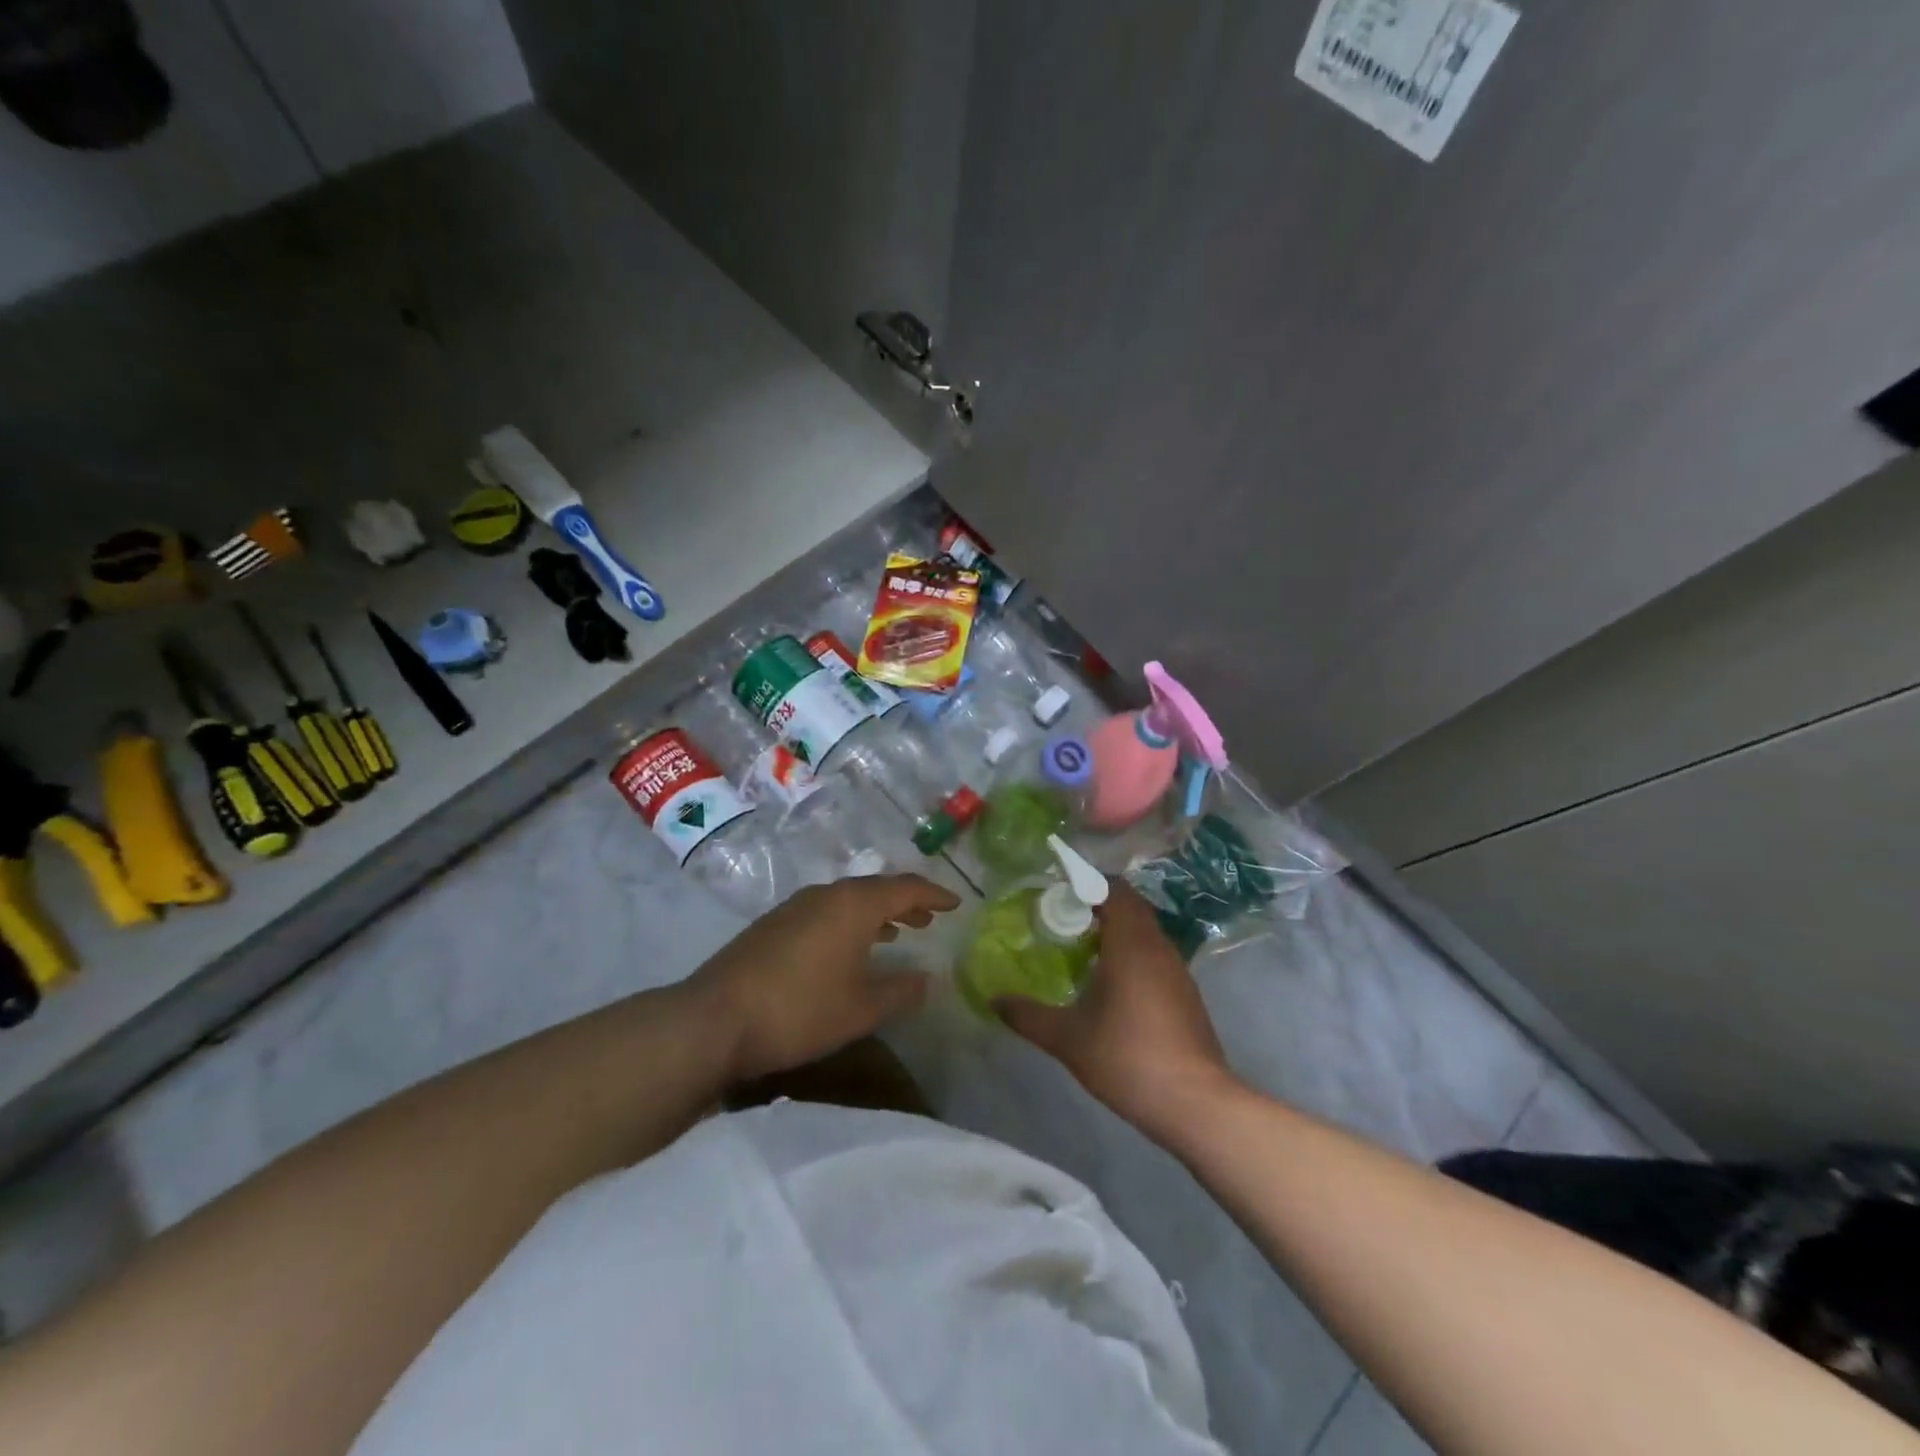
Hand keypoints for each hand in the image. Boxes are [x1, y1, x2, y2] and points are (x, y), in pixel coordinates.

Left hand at [693, 874, 960, 1082]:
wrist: (714, 1019)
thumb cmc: (799, 1010)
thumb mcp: (861, 1008)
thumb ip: (900, 991)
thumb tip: (927, 978)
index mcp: (853, 905)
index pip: (905, 888)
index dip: (933, 894)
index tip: (956, 903)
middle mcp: (825, 895)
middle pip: (875, 889)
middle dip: (905, 901)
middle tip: (928, 917)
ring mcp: (794, 907)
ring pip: (847, 900)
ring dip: (876, 912)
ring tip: (896, 931)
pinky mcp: (773, 925)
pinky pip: (825, 912)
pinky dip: (848, 922)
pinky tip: (847, 948)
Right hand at [995, 880, 1236, 1140]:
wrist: (1194, 1103)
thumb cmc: (1128, 1058)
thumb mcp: (1068, 1038)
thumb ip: (1028, 1016)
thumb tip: (994, 999)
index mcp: (1131, 943)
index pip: (1113, 890)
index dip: (1085, 883)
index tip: (1056, 892)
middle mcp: (1157, 946)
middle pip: (1130, 905)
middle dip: (1097, 903)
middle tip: (1063, 917)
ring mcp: (1176, 969)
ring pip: (1144, 930)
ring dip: (1116, 928)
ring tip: (1080, 946)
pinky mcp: (1185, 993)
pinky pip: (1154, 953)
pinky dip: (1130, 951)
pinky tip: (1110, 981)